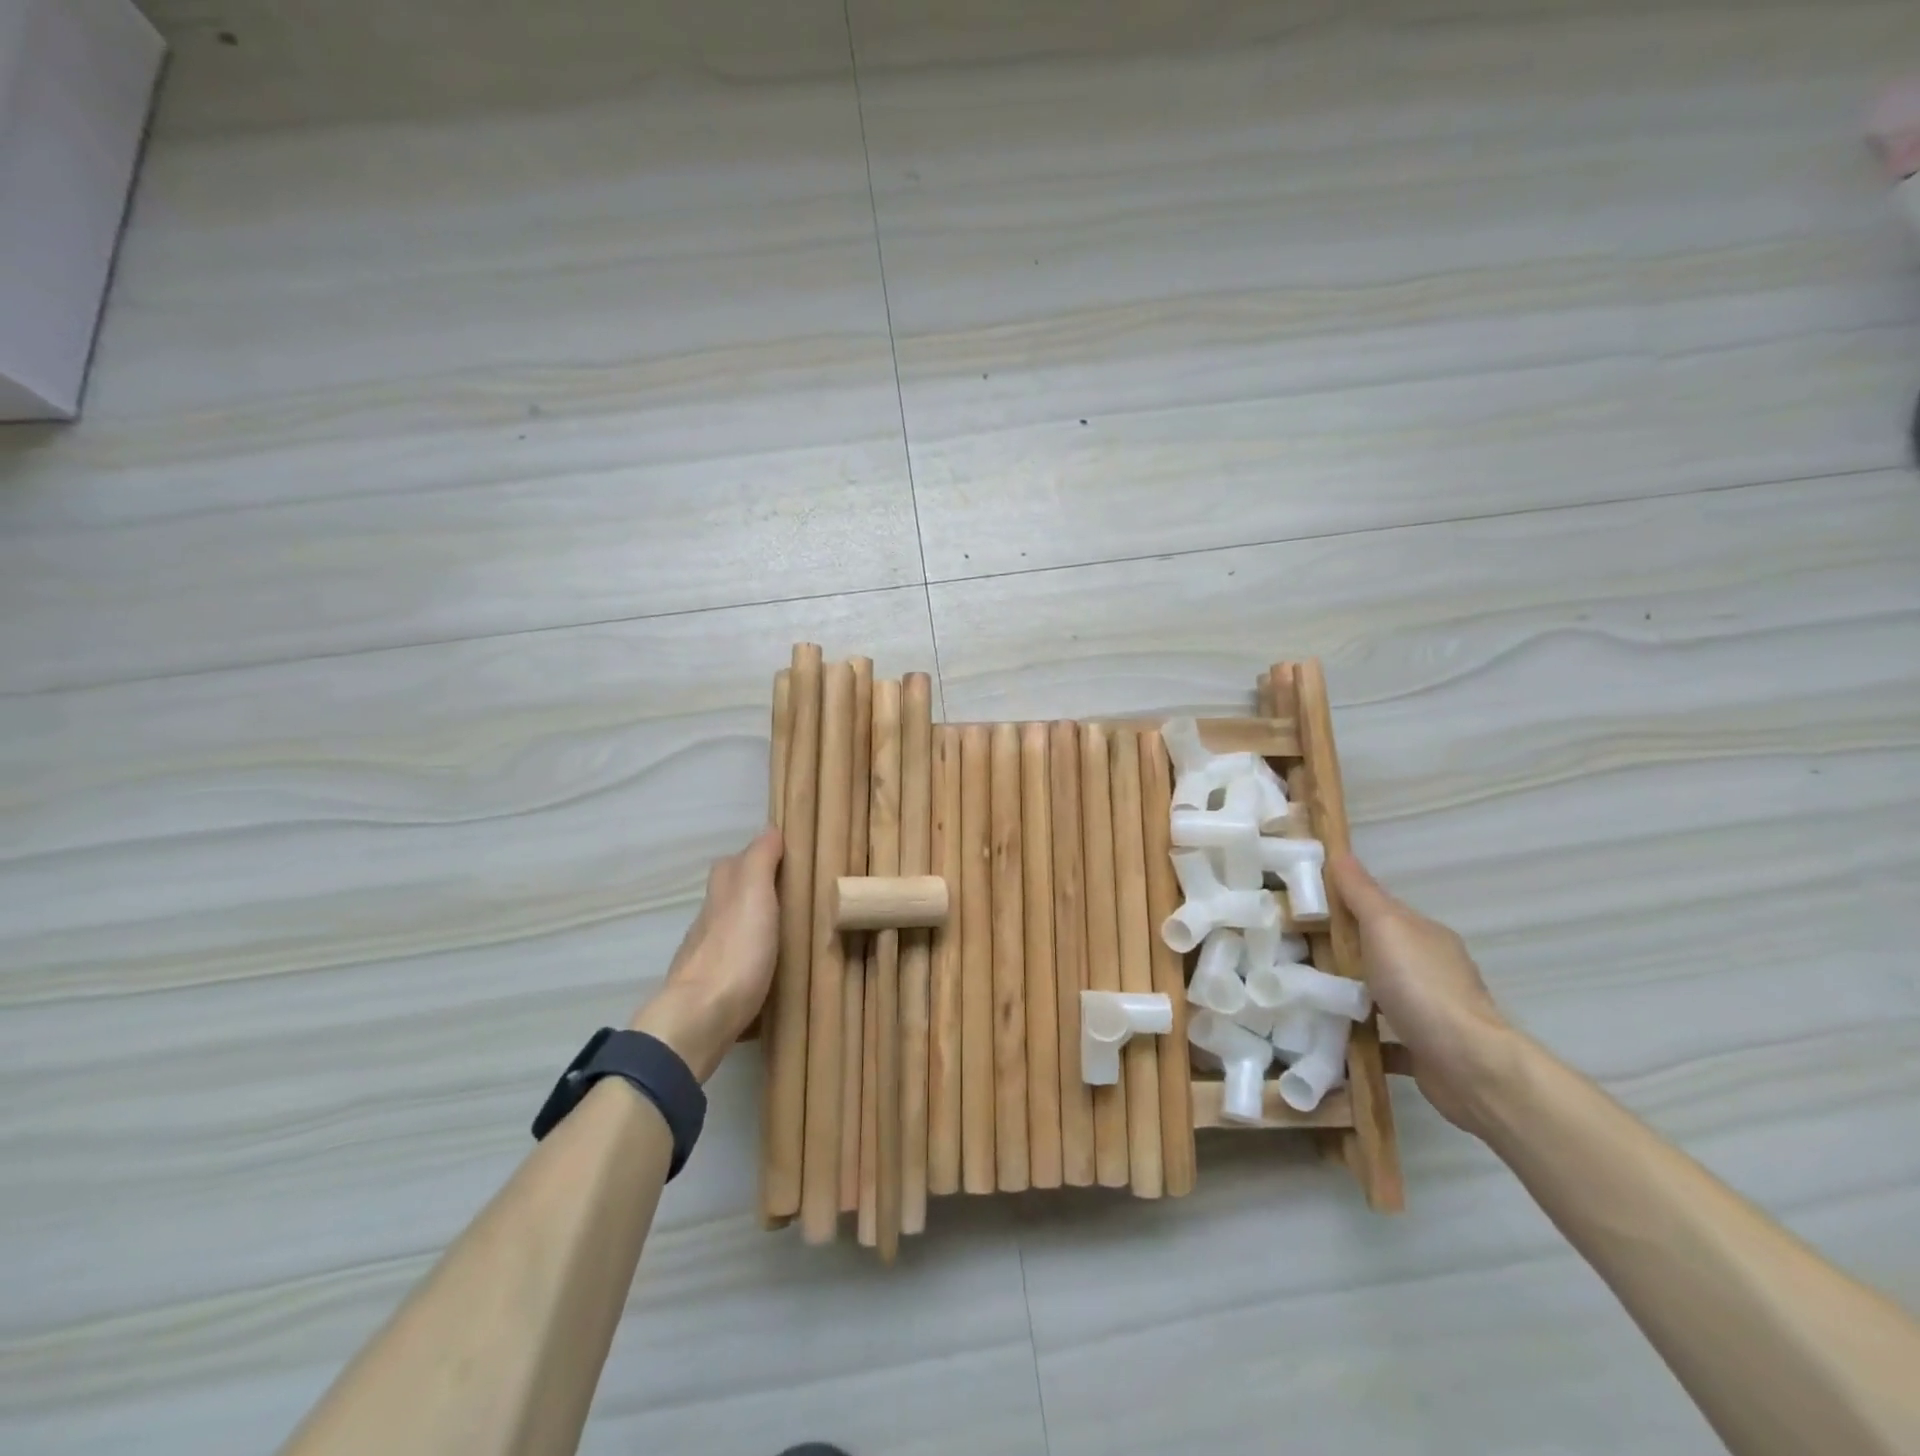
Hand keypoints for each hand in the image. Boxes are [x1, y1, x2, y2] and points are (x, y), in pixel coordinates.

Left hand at [631, 828, 782, 1081]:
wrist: (699, 1020)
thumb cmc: (735, 952)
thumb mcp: (754, 896)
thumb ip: (760, 862)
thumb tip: (770, 830)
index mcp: (722, 895)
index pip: (734, 864)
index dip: (756, 856)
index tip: (787, 859)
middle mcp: (708, 921)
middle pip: (728, 896)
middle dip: (754, 892)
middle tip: (791, 896)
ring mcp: (706, 957)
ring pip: (729, 930)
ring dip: (751, 927)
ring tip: (786, 933)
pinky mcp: (711, 990)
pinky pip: (732, 963)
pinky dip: (748, 959)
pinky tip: (766, 969)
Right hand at [1327, 851, 1515, 1133]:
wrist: (1469, 1066)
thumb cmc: (1421, 986)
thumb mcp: (1384, 926)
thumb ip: (1361, 893)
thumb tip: (1340, 852)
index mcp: (1424, 936)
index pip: (1379, 910)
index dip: (1342, 905)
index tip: (1301, 908)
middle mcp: (1431, 970)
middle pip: (1377, 952)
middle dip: (1340, 953)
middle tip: (1290, 953)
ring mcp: (1430, 1012)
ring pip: (1379, 996)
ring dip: (1348, 996)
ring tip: (1302, 997)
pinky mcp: (1424, 1051)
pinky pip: (1383, 1039)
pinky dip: (1359, 1037)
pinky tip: (1328, 1039)